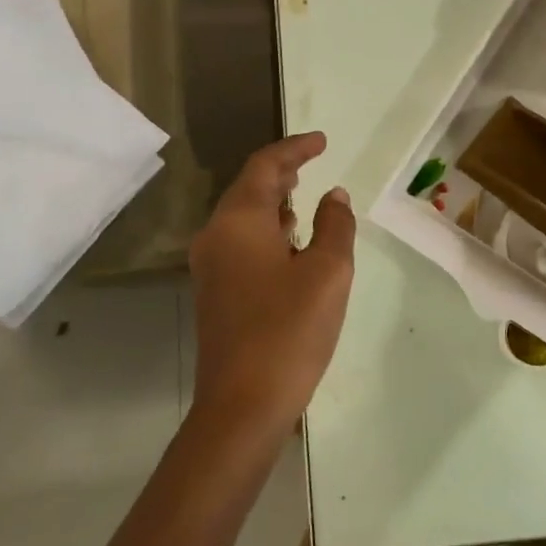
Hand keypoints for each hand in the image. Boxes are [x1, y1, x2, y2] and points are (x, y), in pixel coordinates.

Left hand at [188, 132, 355, 441]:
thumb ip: (334, 226)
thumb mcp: (328, 272)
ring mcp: (211, 267)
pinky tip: (290, 245)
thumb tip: (333, 197)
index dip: (294, 149)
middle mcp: (216, 237)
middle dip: (281, 173)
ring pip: (243, 217)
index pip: (265, 167)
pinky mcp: (216, 293)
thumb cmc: (289, 330)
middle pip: (248, 189)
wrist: (242, 405)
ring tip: (303, 196)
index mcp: (238, 222)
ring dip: (273, 202)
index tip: (322, 141)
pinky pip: (241, 243)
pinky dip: (267, 230)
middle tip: (311, 162)